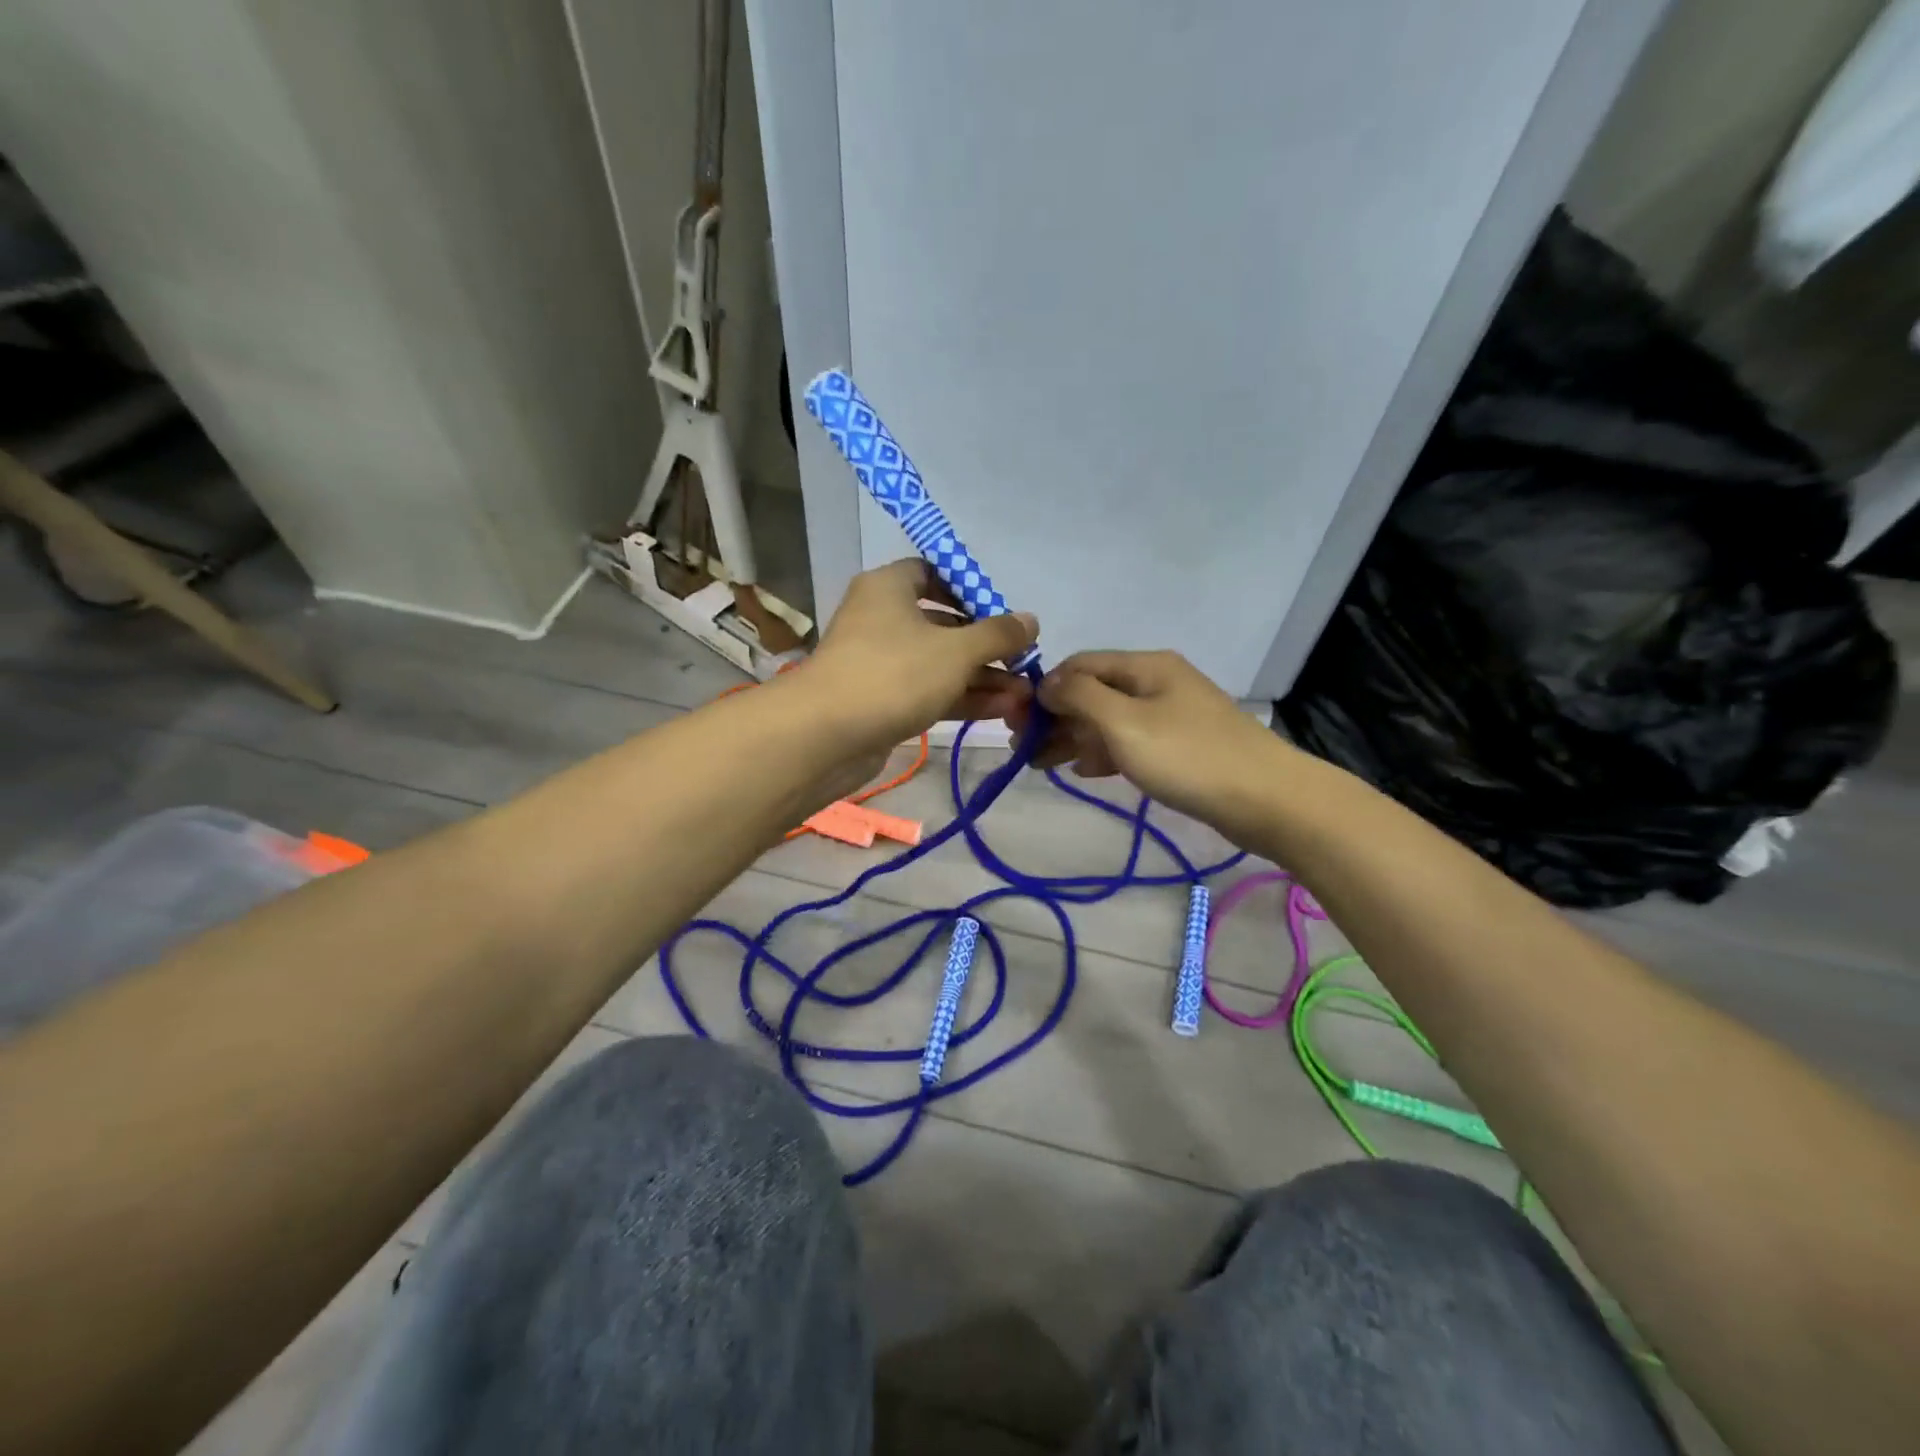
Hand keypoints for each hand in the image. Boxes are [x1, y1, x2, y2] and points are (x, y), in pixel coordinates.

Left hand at [800, 558, 1038, 757]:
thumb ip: (997, 634)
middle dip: (986, 646)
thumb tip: (1031, 620)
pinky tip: (1001, 709)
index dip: (970, 590)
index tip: (1003, 615)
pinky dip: (960, 697)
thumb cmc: (893, 673)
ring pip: (938, 663)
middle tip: (1023, 663)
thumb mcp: (956, 650)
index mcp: (889, 587)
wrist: (824, 735)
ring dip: (980, 677)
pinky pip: (927, 691)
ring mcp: (879, 662)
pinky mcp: (880, 700)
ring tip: (1024, 694)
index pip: (933, 573)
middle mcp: (881, 618)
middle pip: (942, 623)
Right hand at [1023, 650, 1287, 824]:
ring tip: (1040, 763)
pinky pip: (1129, 743)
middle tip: (1022, 747)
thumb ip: (1079, 696)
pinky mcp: (1180, 748)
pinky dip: (1102, 753)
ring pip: (1109, 721)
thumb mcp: (1124, 722)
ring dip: (1074, 738)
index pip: (1080, 664)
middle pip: (1094, 692)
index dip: (1045, 688)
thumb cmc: (1188, 756)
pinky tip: (1082, 771)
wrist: (1266, 800)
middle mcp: (1156, 683)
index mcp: (1145, 667)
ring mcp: (1170, 716)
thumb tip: (1046, 682)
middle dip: (1056, 717)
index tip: (1016, 720)